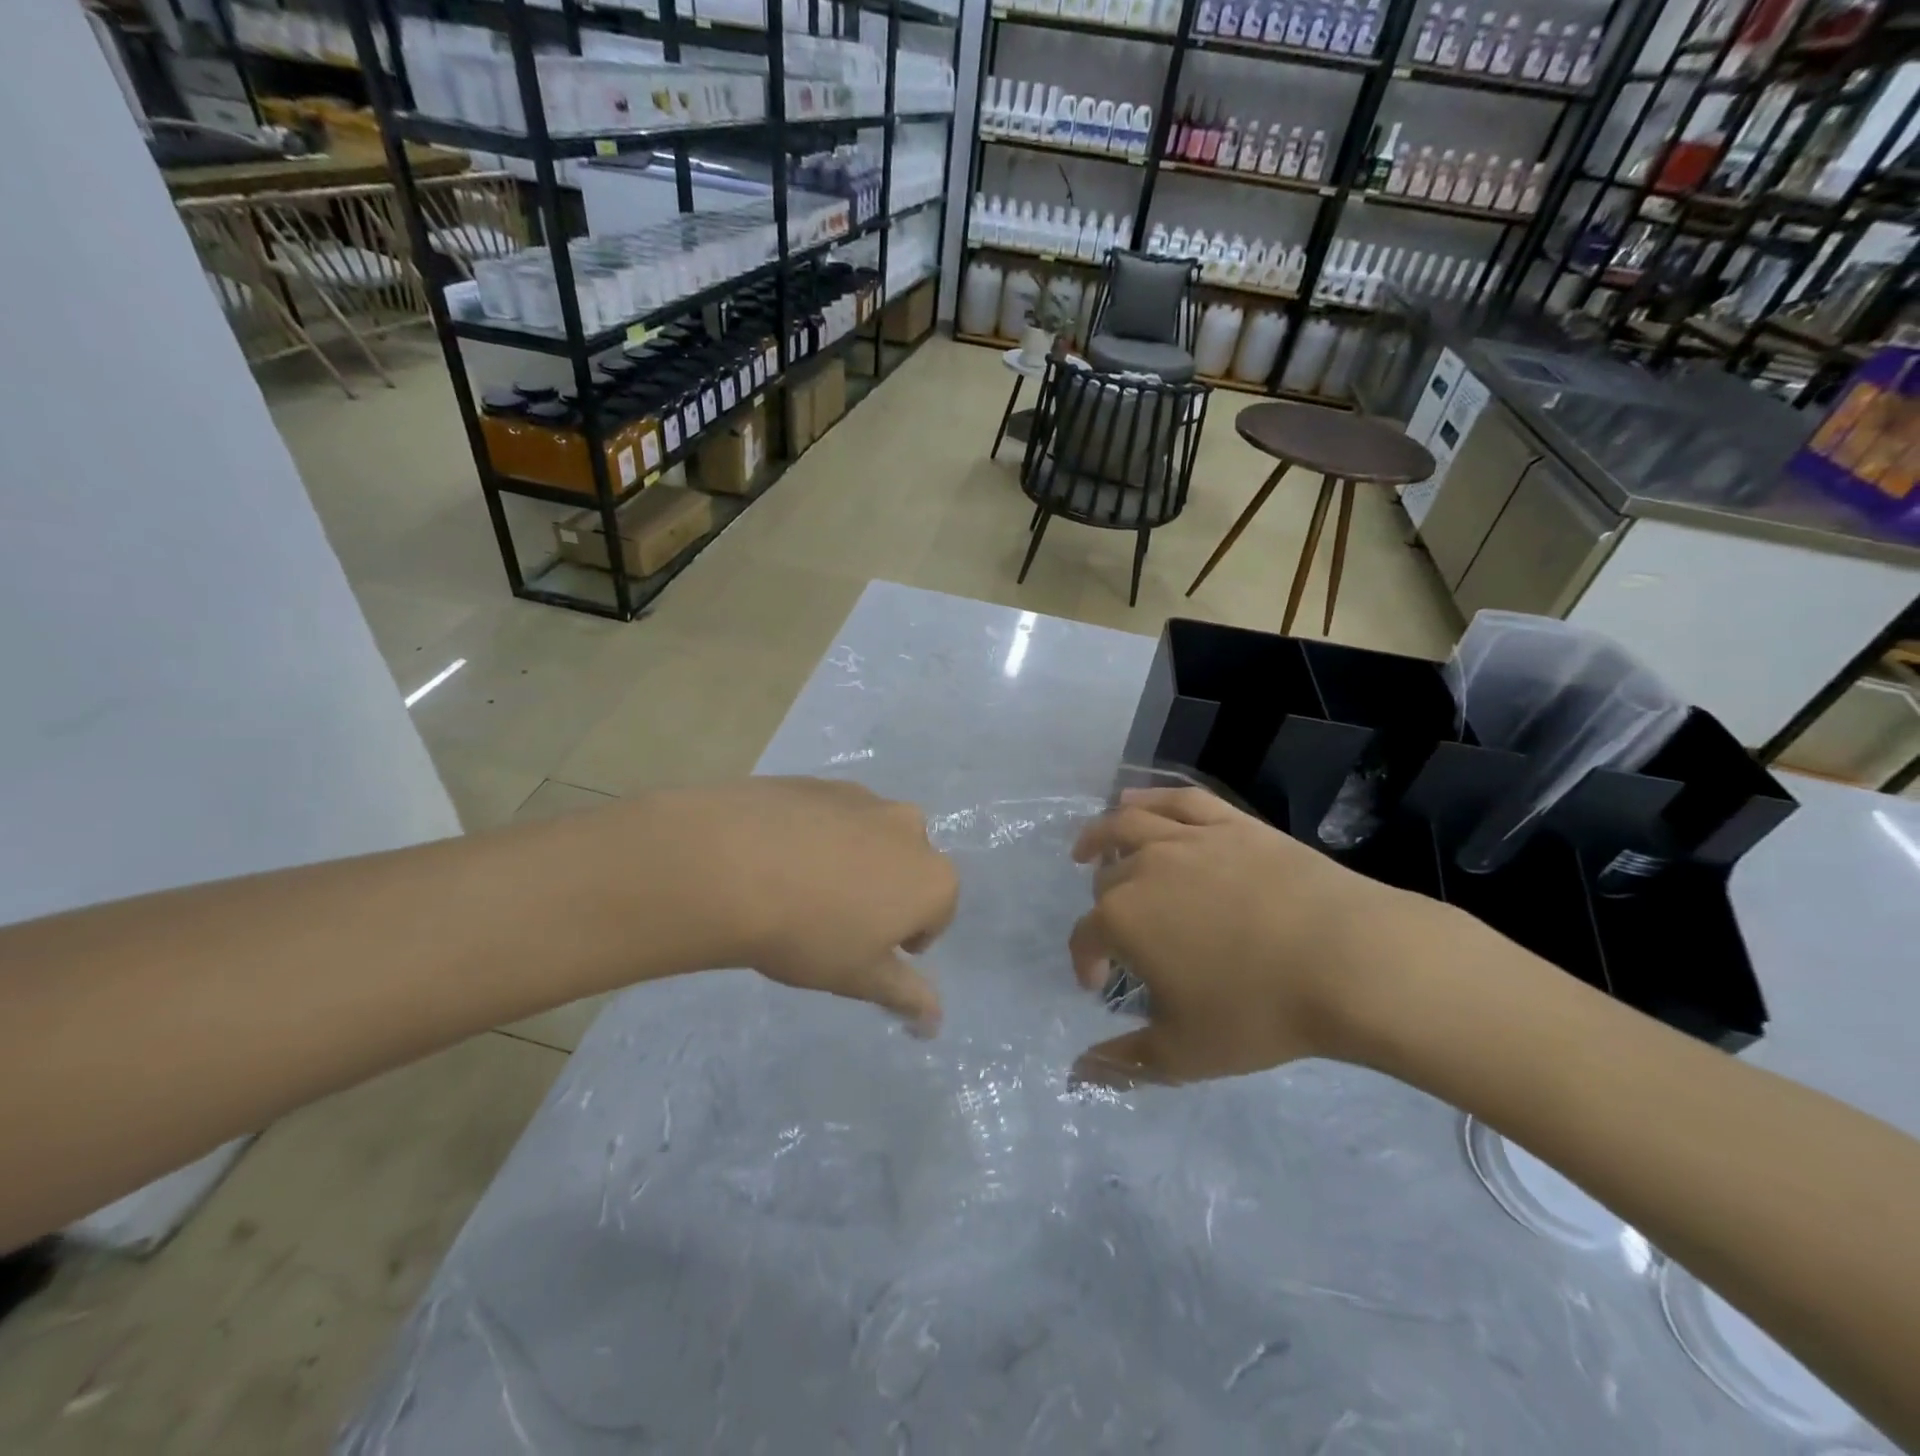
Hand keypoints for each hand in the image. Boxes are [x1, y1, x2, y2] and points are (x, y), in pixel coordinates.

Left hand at [669, 778, 958, 1033]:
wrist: (730, 866)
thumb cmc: (808, 933)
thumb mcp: (859, 977)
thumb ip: (905, 995)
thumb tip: (935, 1021)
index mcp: (932, 877)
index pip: (938, 914)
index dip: (906, 938)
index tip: (868, 950)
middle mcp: (909, 828)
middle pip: (908, 867)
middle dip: (886, 890)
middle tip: (836, 918)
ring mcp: (864, 798)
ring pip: (870, 836)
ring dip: (853, 858)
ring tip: (802, 886)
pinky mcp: (820, 781)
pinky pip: (831, 814)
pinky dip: (818, 833)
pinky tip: (777, 856)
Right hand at [1068, 786, 1443, 1084]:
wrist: (1349, 961)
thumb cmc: (1259, 1011)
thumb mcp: (1185, 1052)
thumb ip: (1125, 1062)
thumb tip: (1077, 1075)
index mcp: (1123, 919)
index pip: (1085, 937)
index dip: (1085, 961)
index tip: (1098, 984)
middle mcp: (1144, 868)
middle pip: (1106, 880)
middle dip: (1103, 908)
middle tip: (1120, 933)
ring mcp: (1188, 838)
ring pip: (1127, 825)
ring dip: (1099, 835)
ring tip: (1089, 848)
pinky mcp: (1229, 823)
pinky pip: (1178, 800)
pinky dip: (1149, 797)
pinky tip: (1133, 800)